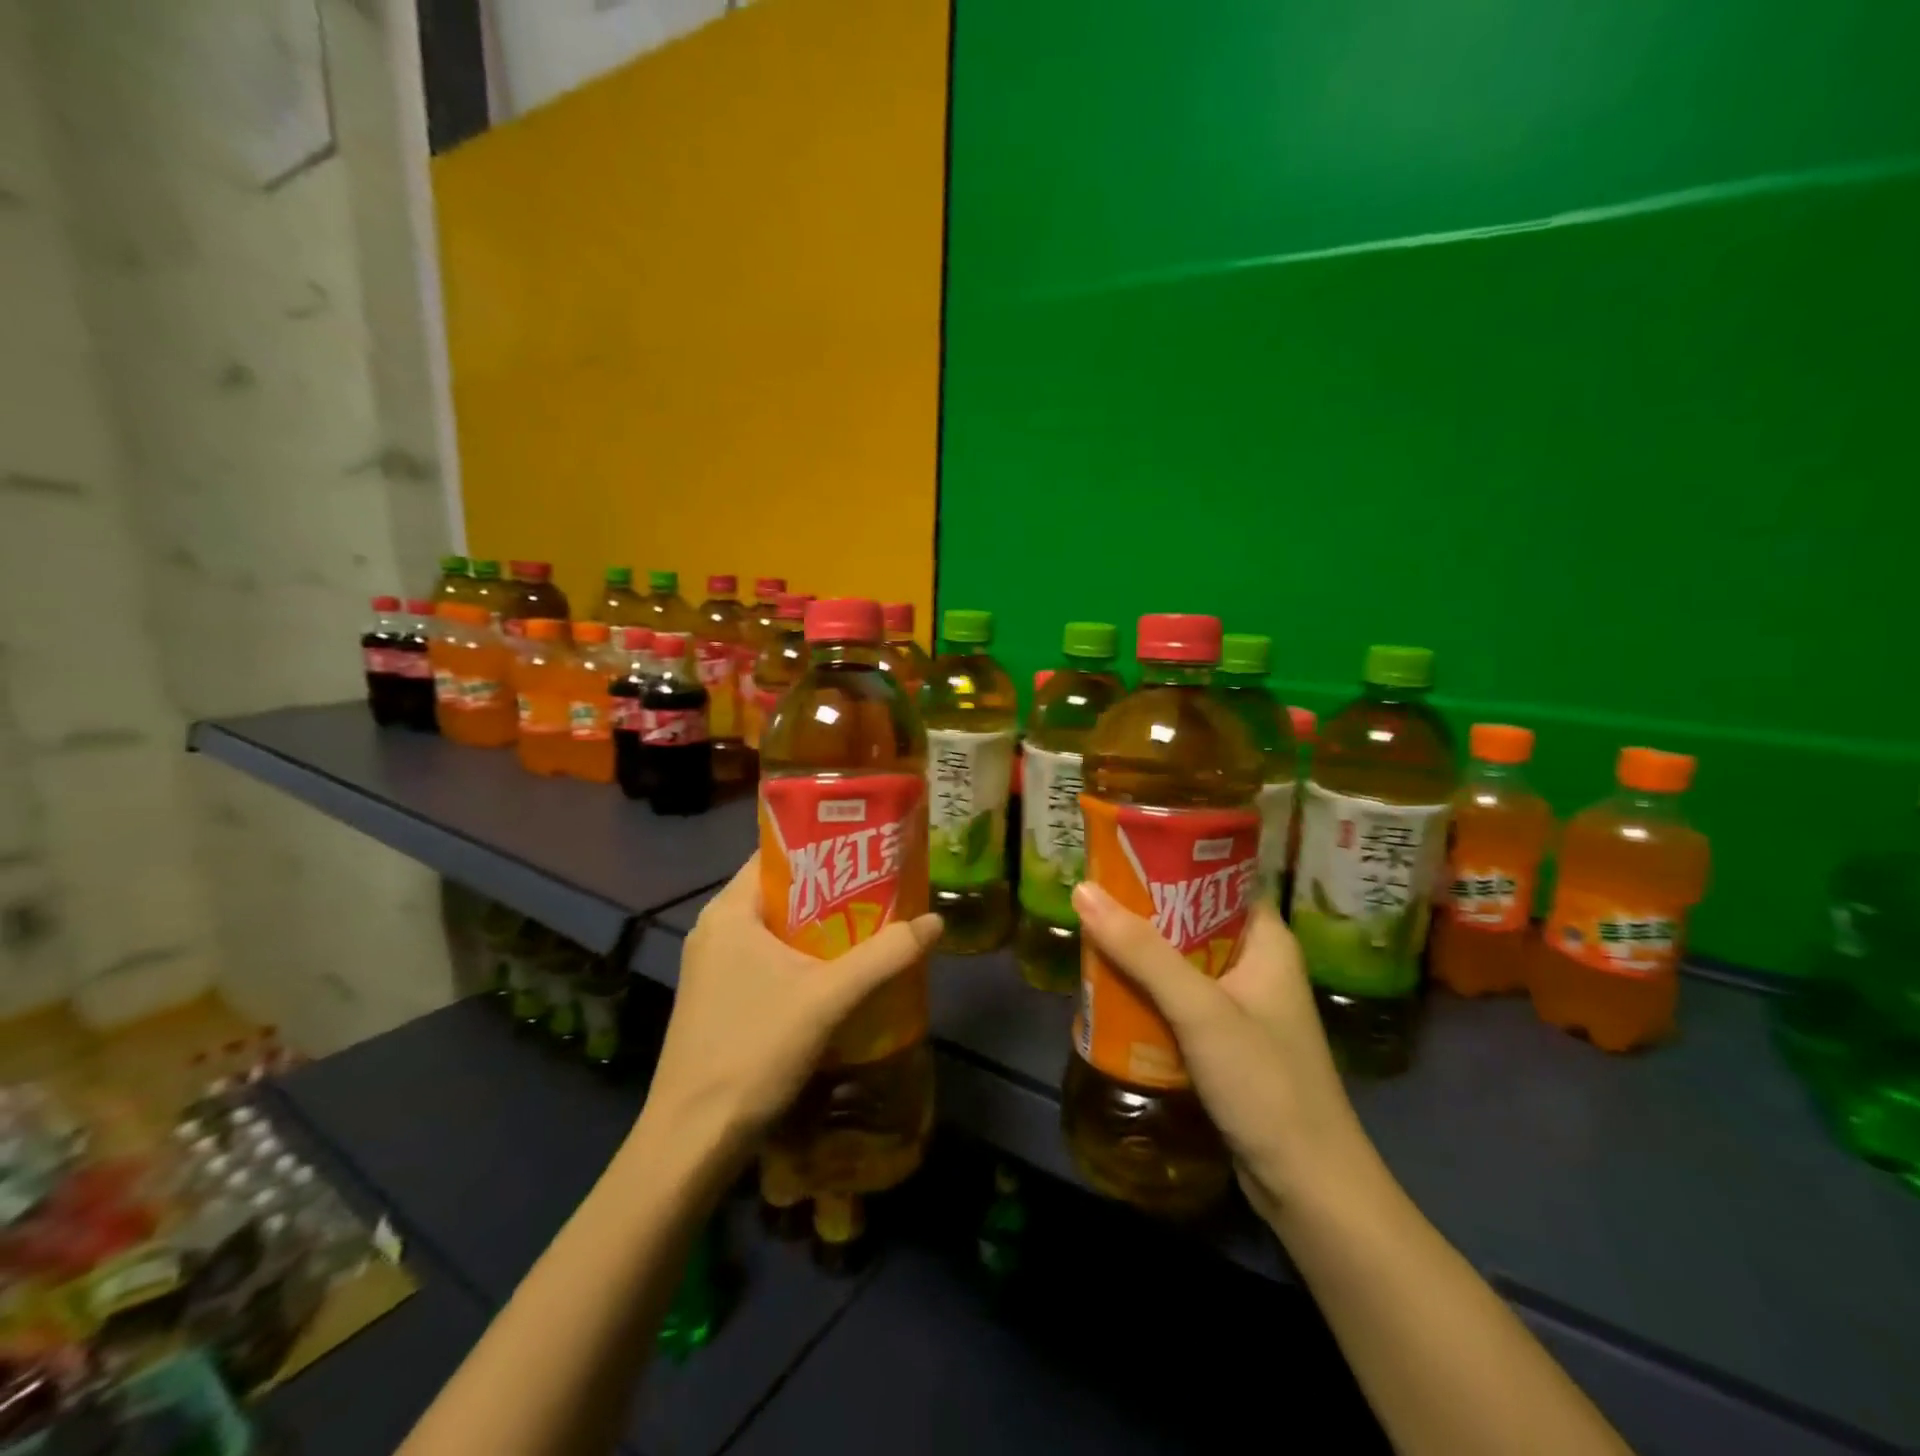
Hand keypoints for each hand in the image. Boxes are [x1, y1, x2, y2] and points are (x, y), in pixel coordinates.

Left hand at [641, 855, 942, 1164]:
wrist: (693, 1141)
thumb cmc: (754, 1051)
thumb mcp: (828, 998)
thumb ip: (884, 955)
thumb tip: (936, 921)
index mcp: (729, 912)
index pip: (778, 855)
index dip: (826, 847)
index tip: (871, 849)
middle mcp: (715, 929)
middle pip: (782, 892)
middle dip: (833, 891)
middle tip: (885, 889)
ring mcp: (713, 966)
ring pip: (778, 930)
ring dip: (822, 928)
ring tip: (874, 925)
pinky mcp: (718, 998)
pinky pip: (768, 959)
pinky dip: (803, 957)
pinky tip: (840, 973)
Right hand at [1071, 883, 1378, 1223]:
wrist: (1308, 1188)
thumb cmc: (1265, 1083)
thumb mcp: (1200, 1009)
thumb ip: (1142, 952)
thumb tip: (1084, 890)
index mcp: (1266, 940)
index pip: (1218, 880)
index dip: (1173, 862)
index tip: (1121, 852)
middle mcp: (1257, 965)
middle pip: (1193, 921)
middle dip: (1144, 912)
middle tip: (1092, 895)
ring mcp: (1242, 1006)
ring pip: (1182, 963)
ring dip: (1141, 954)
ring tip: (1091, 934)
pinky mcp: (1226, 1042)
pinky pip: (1180, 1001)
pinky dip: (1148, 993)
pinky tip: (1110, 989)